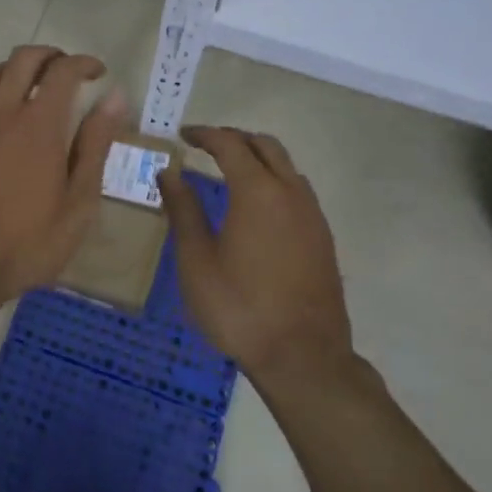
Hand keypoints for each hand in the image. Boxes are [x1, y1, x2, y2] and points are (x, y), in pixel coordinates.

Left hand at [0, 46, 125, 305]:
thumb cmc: (26, 242)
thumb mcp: (78, 203)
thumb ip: (95, 144)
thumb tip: (115, 97)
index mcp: (40, 125)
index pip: (64, 71)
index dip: (84, 63)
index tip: (98, 73)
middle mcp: (2, 110)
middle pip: (25, 59)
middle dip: (51, 56)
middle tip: (66, 73)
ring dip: (16, 67)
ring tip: (29, 83)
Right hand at [160, 126, 352, 383]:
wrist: (303, 357)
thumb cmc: (239, 308)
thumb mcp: (197, 261)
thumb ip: (183, 210)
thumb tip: (168, 173)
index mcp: (257, 191)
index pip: (230, 144)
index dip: (204, 134)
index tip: (183, 135)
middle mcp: (290, 192)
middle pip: (265, 145)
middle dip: (234, 138)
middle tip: (205, 147)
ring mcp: (312, 214)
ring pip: (286, 166)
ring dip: (258, 158)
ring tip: (230, 171)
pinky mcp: (323, 236)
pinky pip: (297, 190)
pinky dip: (274, 180)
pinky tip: (257, 206)